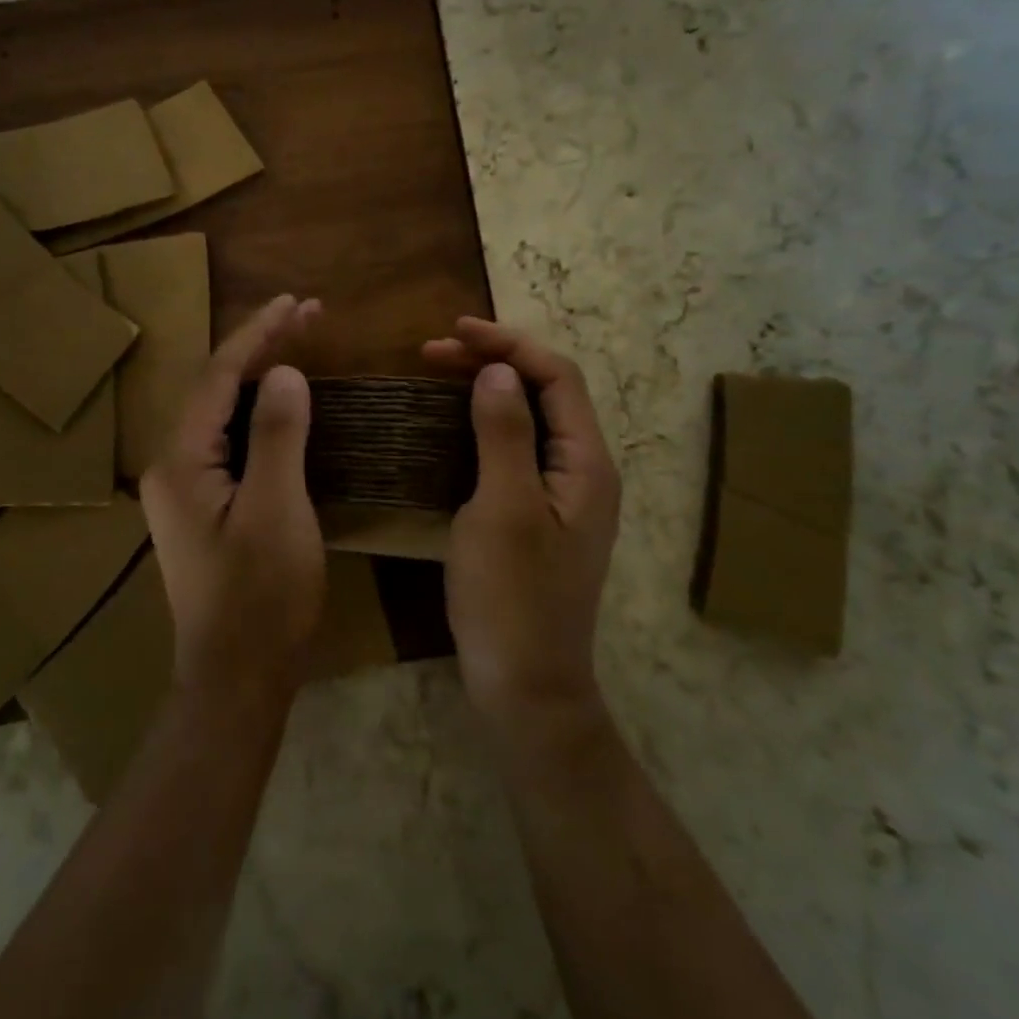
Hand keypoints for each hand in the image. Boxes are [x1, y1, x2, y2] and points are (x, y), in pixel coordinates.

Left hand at [141, 295, 325, 704]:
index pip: (219, 376)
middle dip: (261, 346)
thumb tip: (286, 372)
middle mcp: (171, 465)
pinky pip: (229, 439)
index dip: (259, 334)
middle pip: (216, 387)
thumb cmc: (261, 597)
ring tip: (300, 341)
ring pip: (222, 412)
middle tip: (308, 313)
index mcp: (181, 460)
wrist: (237, 678)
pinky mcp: (203, 506)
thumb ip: (277, 435)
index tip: (297, 303)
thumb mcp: (278, 510)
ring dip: (260, 374)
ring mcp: (184, 488)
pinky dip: (258, 410)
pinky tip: (282, 402)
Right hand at [424, 318, 620, 729]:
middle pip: (545, 393)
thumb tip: (497, 371)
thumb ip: (503, 434)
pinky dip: (483, 426)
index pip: (557, 376)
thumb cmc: (513, 599)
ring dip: (486, 391)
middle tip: (431, 352)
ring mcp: (563, 496)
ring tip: (437, 375)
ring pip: (528, 420)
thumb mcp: (503, 509)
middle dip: (493, 362)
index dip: (508, 345)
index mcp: (587, 463)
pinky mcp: (540, 516)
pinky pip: (515, 451)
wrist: (526, 687)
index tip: (454, 331)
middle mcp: (584, 471)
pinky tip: (450, 428)